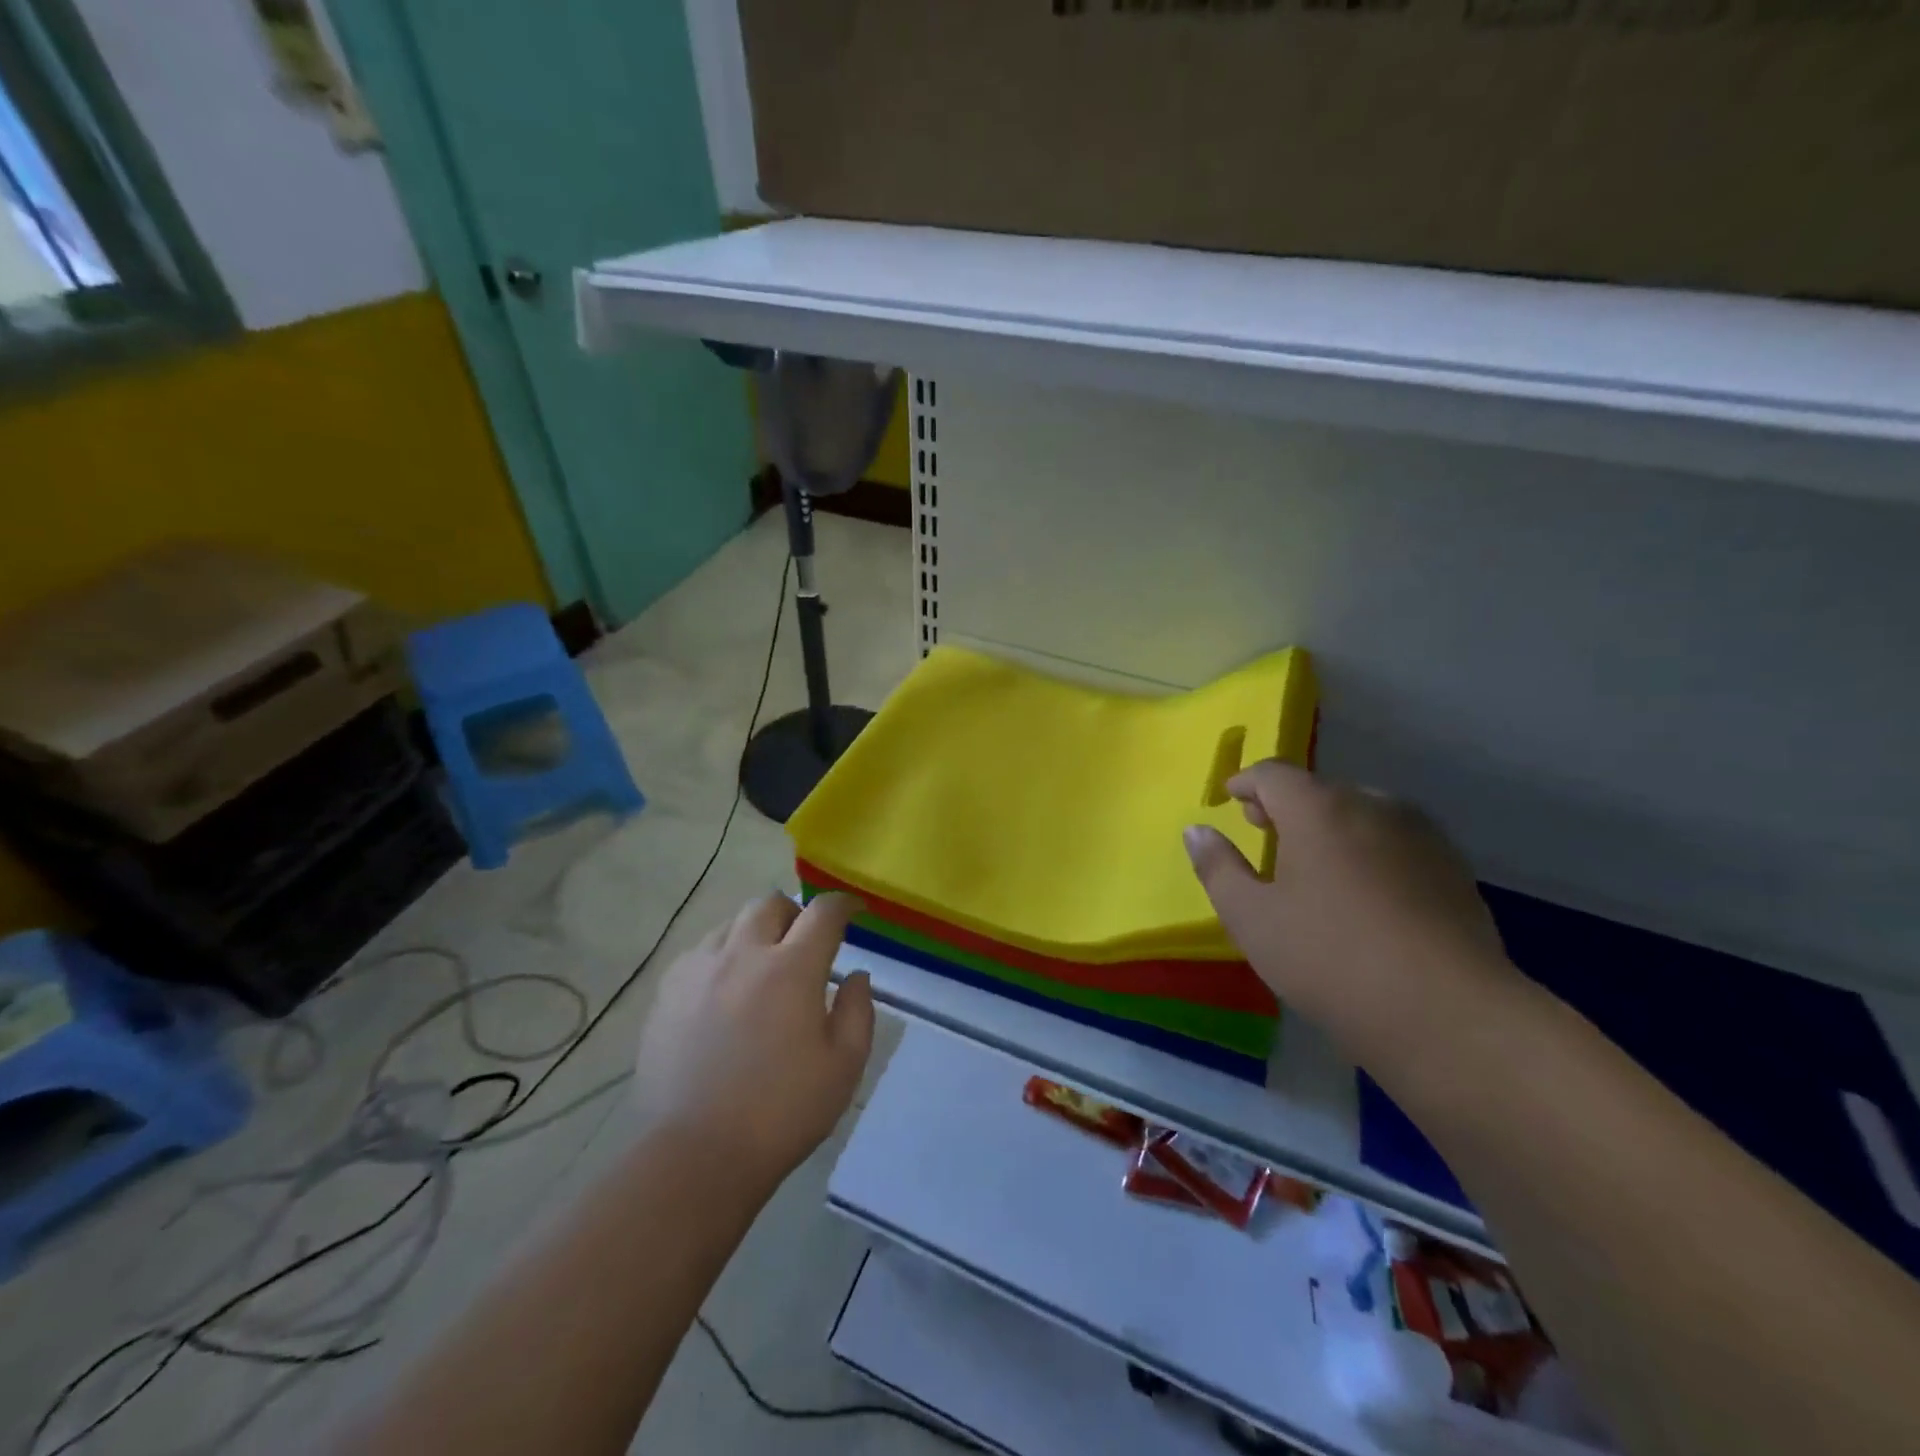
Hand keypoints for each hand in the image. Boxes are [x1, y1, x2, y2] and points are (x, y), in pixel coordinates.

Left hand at [632, 893, 873, 1183]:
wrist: (695, 1155)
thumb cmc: (781, 1112)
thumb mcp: (843, 1067)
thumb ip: (857, 1011)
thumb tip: (855, 976)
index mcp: (792, 968)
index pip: (823, 912)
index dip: (843, 905)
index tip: (854, 912)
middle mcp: (743, 954)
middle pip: (770, 903)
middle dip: (795, 913)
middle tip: (805, 943)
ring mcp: (698, 970)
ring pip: (731, 923)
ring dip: (756, 933)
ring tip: (762, 967)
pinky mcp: (667, 992)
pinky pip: (699, 952)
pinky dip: (721, 957)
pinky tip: (724, 990)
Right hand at [1184, 761, 1516, 1064]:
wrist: (1446, 1013)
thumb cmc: (1329, 958)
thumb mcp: (1251, 918)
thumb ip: (1217, 867)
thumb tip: (1197, 830)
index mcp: (1319, 809)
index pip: (1273, 774)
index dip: (1245, 782)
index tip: (1229, 798)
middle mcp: (1373, 806)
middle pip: (1320, 790)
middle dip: (1286, 804)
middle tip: (1264, 829)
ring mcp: (1422, 836)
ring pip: (1362, 814)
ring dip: (1330, 826)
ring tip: (1314, 862)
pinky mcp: (1454, 870)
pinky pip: (1396, 842)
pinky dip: (1369, 849)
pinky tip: (1364, 893)